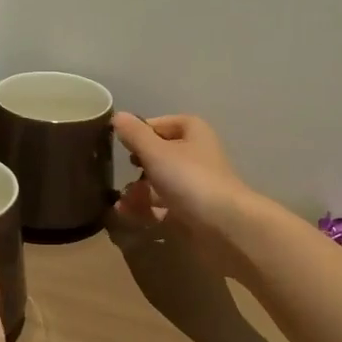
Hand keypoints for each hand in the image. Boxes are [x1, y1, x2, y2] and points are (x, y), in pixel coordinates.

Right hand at [112, 112, 262, 273]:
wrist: (224, 225)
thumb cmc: (189, 179)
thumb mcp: (156, 152)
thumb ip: (134, 134)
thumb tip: (118, 116)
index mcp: (193, 132)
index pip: (161, 124)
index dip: (140, 132)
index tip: (120, 144)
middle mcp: (196, 154)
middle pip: (160, 155)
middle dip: (137, 166)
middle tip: (118, 174)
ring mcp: (195, 184)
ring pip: (161, 182)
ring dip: (138, 191)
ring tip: (119, 203)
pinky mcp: (193, 210)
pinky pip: (164, 205)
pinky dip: (146, 209)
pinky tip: (127, 215)